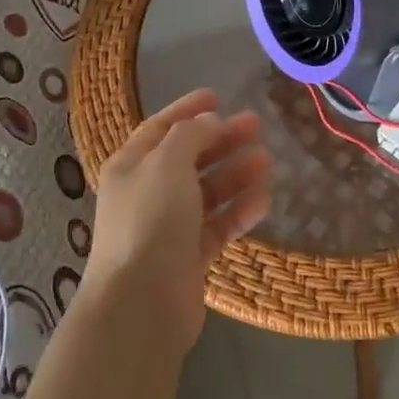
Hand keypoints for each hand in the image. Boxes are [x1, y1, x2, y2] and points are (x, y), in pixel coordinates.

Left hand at [87, 87, 273, 347]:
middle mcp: (146, 193)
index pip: (160, 127)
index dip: (187, 110)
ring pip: (207, 192)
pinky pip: (217, 226)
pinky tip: (264, 201)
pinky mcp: (188, 257)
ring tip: (267, 161)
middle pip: (188, 157)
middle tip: (256, 125)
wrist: (141, 303)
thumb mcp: (167, 162)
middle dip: (221, 140)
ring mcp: (168, 227)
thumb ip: (190, 135)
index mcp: (131, 165)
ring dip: (235, 175)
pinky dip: (238, 212)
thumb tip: (208, 121)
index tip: (218, 96)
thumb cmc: (150, 220)